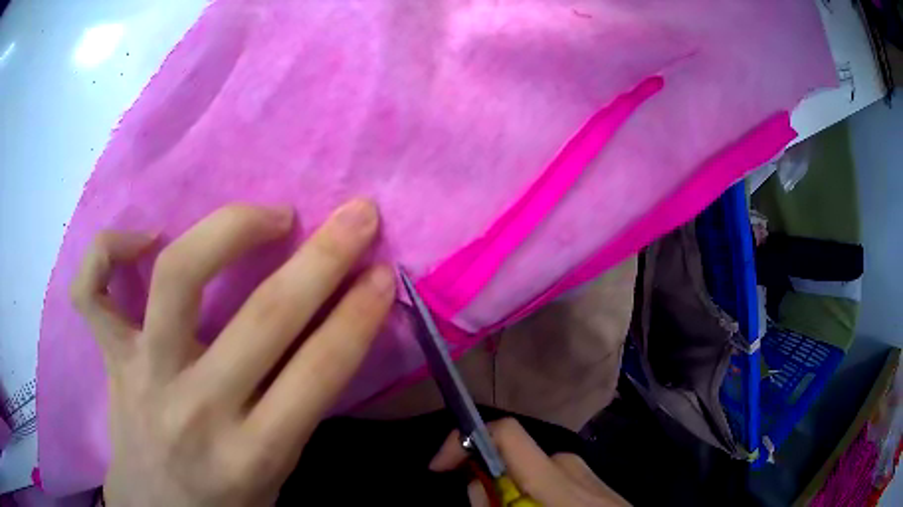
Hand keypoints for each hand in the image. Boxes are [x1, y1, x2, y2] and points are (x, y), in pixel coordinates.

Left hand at [69, 200, 394, 506]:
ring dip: (230, 230)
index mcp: (252, 453)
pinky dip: (109, 250)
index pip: (318, 372)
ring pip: (177, 278)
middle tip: (356, 216)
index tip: (383, 272)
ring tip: (268, 216)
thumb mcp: (278, 475)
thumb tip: (331, 327)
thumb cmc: (226, 502)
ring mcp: (143, 374)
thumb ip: (297, 408)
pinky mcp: (111, 357)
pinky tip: (146, 239)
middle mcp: (195, 408)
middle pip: (263, 317)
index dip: (359, 315)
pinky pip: (91, 291)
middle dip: (324, 257)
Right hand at [429, 419, 629, 506]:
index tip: (439, 466)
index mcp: (556, 475)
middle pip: (513, 459)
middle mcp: (570, 464)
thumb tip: (475, 483)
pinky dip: (534, 496)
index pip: (507, 433)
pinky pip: (552, 482)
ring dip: (512, 493)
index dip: (464, 440)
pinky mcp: (594, 482)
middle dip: (488, 481)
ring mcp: (586, 472)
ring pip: (532, 474)